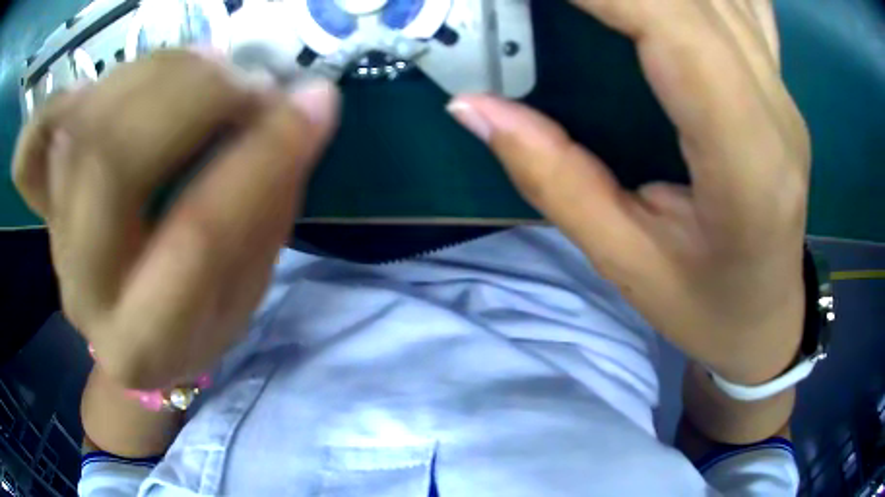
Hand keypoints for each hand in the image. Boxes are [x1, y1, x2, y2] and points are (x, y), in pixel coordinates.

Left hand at [12, 51, 339, 388]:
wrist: (131, 339)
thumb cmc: (196, 326)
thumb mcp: (247, 289)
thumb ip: (268, 202)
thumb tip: (301, 107)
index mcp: (145, 343)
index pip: (197, 238)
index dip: (261, 158)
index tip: (314, 104)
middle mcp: (84, 291)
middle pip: (112, 163)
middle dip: (191, 98)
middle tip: (246, 78)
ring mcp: (53, 240)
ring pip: (81, 128)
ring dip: (153, 74)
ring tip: (205, 68)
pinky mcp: (42, 207)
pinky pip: (31, 148)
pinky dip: (62, 102)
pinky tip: (107, 88)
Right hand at [448, 0, 809, 384]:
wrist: (768, 318)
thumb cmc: (707, 309)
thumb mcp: (626, 264)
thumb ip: (553, 178)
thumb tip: (473, 106)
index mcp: (748, 162)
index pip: (675, 26)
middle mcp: (775, 109)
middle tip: (553, 2)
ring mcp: (783, 90)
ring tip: (595, 6)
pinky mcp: (779, 84)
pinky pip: (746, 3)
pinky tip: (672, 1)